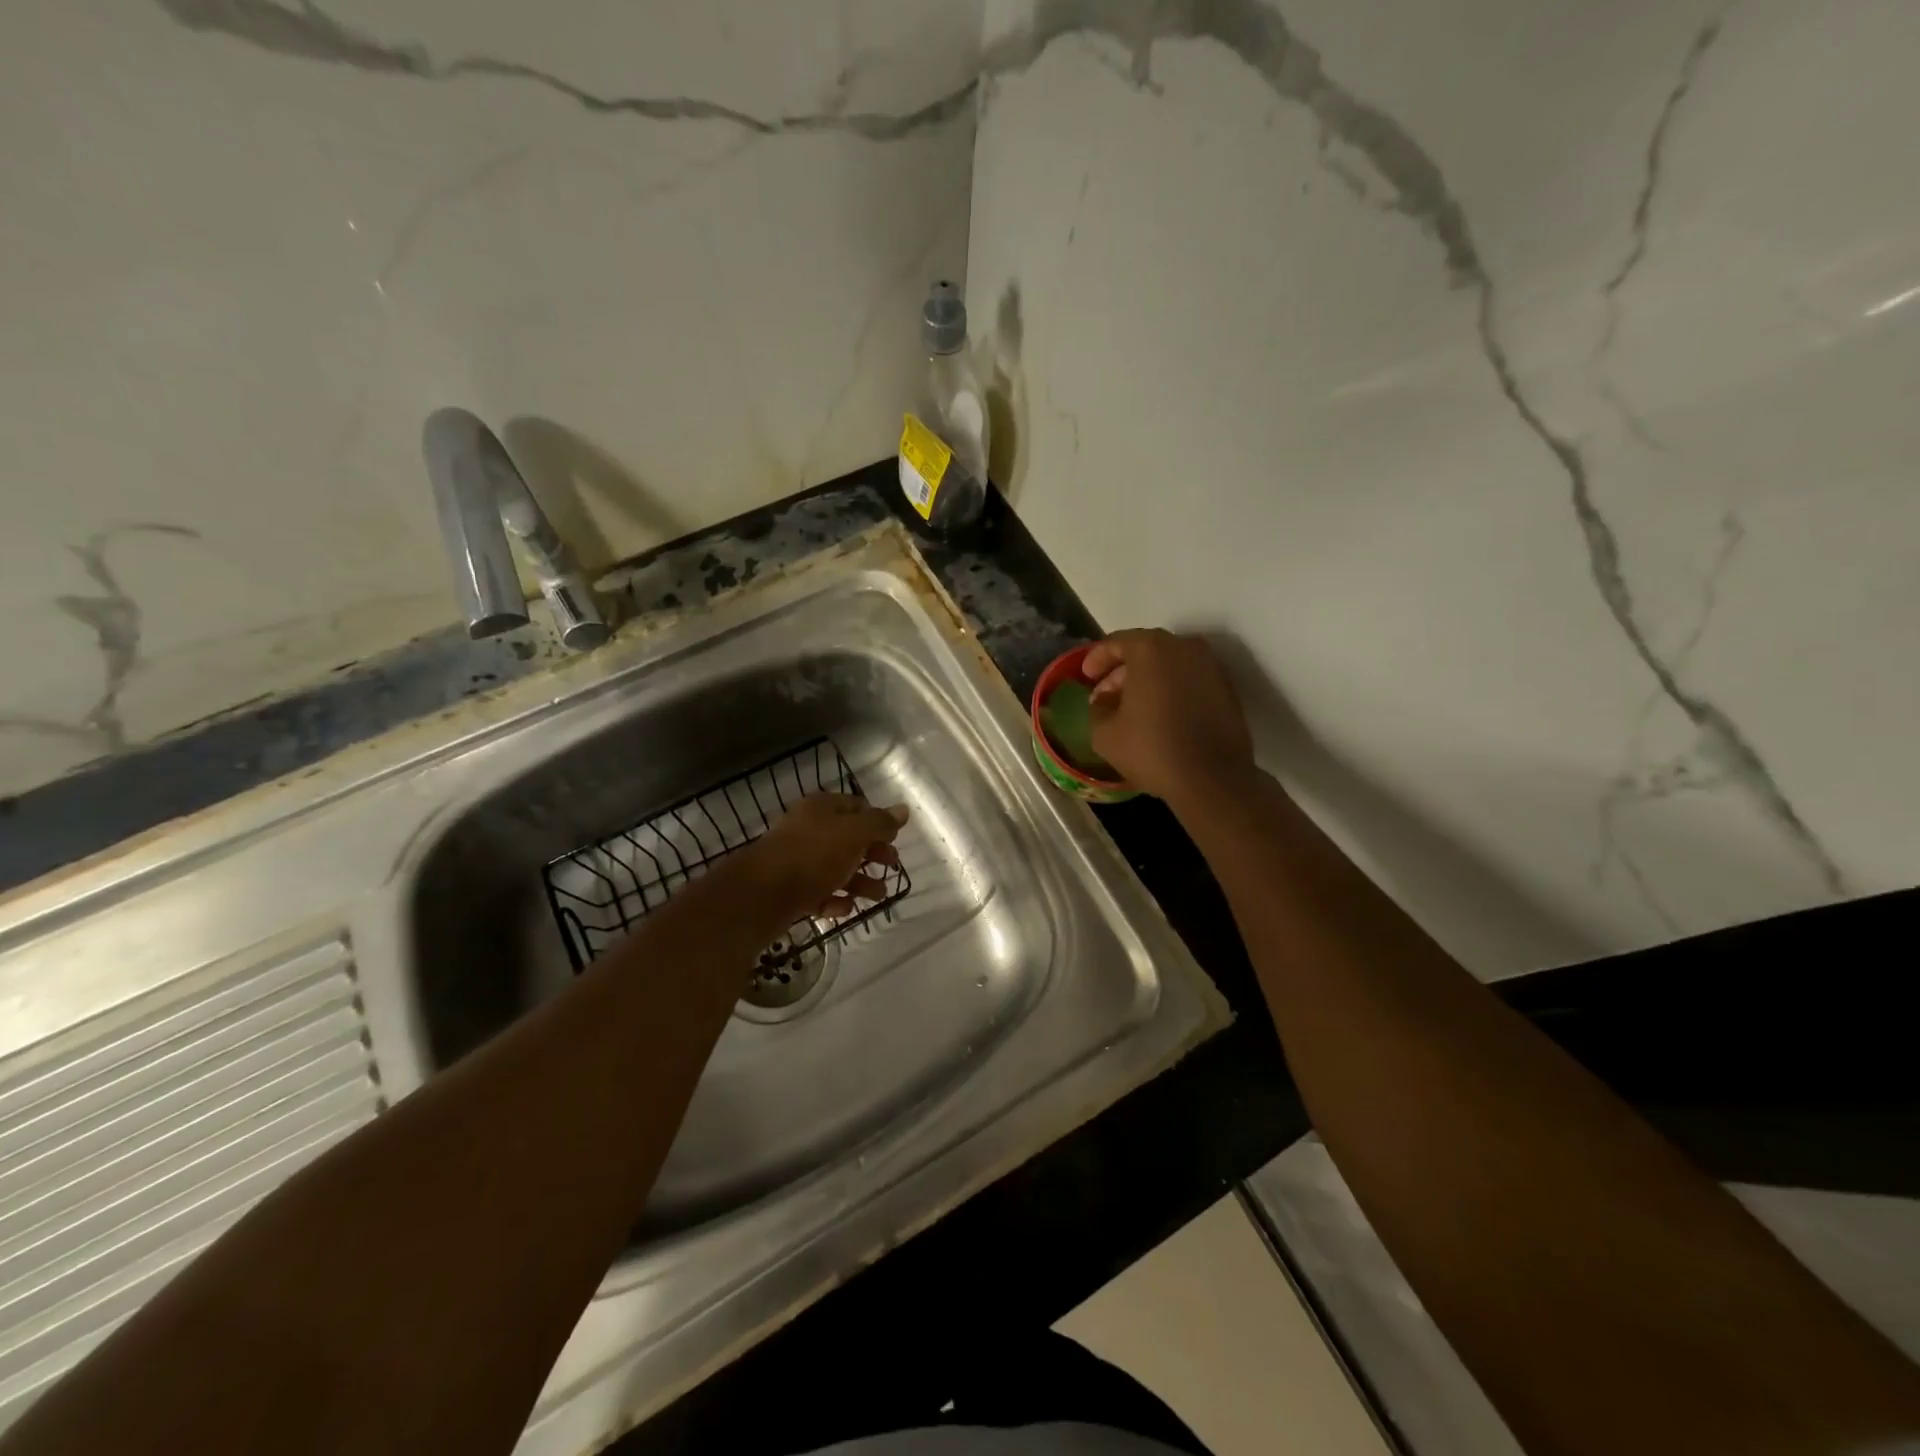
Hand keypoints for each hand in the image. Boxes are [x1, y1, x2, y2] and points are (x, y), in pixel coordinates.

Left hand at [745, 793, 907, 922]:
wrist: (761, 895)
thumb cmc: (812, 856)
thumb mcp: (853, 834)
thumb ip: (879, 823)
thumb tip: (903, 809)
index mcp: (822, 809)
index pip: (857, 807)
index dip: (878, 821)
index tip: (895, 839)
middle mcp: (809, 830)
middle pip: (848, 839)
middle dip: (872, 853)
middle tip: (891, 866)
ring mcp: (797, 861)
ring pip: (836, 868)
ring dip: (860, 881)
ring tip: (879, 896)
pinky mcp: (790, 890)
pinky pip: (818, 893)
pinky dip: (835, 900)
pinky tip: (847, 909)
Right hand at [1084, 630, 1254, 802]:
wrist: (1212, 780)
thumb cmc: (1151, 749)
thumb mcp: (1104, 733)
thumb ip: (1098, 707)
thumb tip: (1104, 700)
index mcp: (1151, 649)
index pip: (1116, 642)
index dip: (1097, 658)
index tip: (1086, 676)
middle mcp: (1185, 648)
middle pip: (1146, 650)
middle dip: (1122, 670)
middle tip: (1106, 694)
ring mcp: (1211, 667)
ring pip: (1170, 664)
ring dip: (1148, 680)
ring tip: (1132, 707)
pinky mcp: (1227, 689)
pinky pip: (1190, 680)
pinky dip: (1171, 690)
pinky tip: (1160, 716)